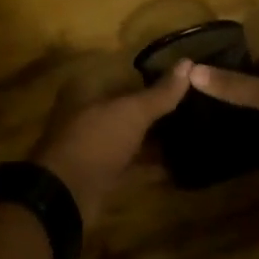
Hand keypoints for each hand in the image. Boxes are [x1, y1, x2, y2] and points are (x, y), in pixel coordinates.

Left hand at [30, 61, 190, 224]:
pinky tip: (177, 165)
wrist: (65, 195)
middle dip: (156, 109)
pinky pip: (130, 164)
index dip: (152, 76)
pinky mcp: (100, 174)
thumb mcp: (131, 112)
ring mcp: (92, 146)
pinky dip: (150, 165)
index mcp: (86, 90)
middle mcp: (86, 114)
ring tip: (190, 134)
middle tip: (193, 107)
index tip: (182, 80)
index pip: (124, 75)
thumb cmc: (96, 140)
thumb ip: (160, 92)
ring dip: (154, 138)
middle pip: (127, 108)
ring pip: (129, 136)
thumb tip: (188, 62)